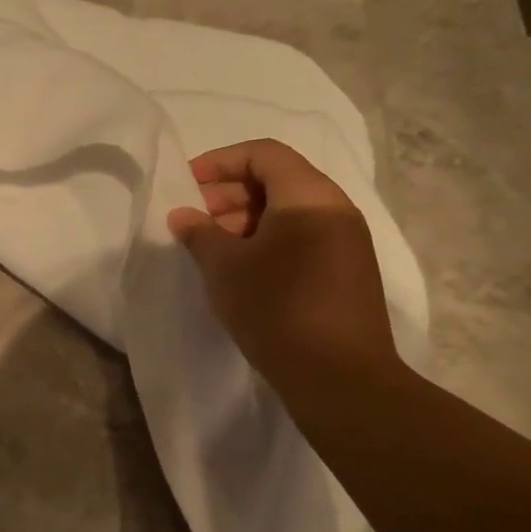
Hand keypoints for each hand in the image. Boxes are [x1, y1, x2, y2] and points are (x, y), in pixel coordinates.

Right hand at [167, 139, 397, 392]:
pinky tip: (243, 269)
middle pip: (279, 179)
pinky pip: (304, 236)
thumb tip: (183, 215)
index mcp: (310, 196)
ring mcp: (347, 241)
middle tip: (197, 219)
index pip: (264, 154)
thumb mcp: (225, 268)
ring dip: (247, 218)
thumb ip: (199, 233)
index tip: (188, 185)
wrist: (340, 377)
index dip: (220, 162)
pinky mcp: (347, 271)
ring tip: (214, 247)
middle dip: (231, 192)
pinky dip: (269, 239)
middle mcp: (336, 209)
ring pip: (291, 210)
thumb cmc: (276, 309)